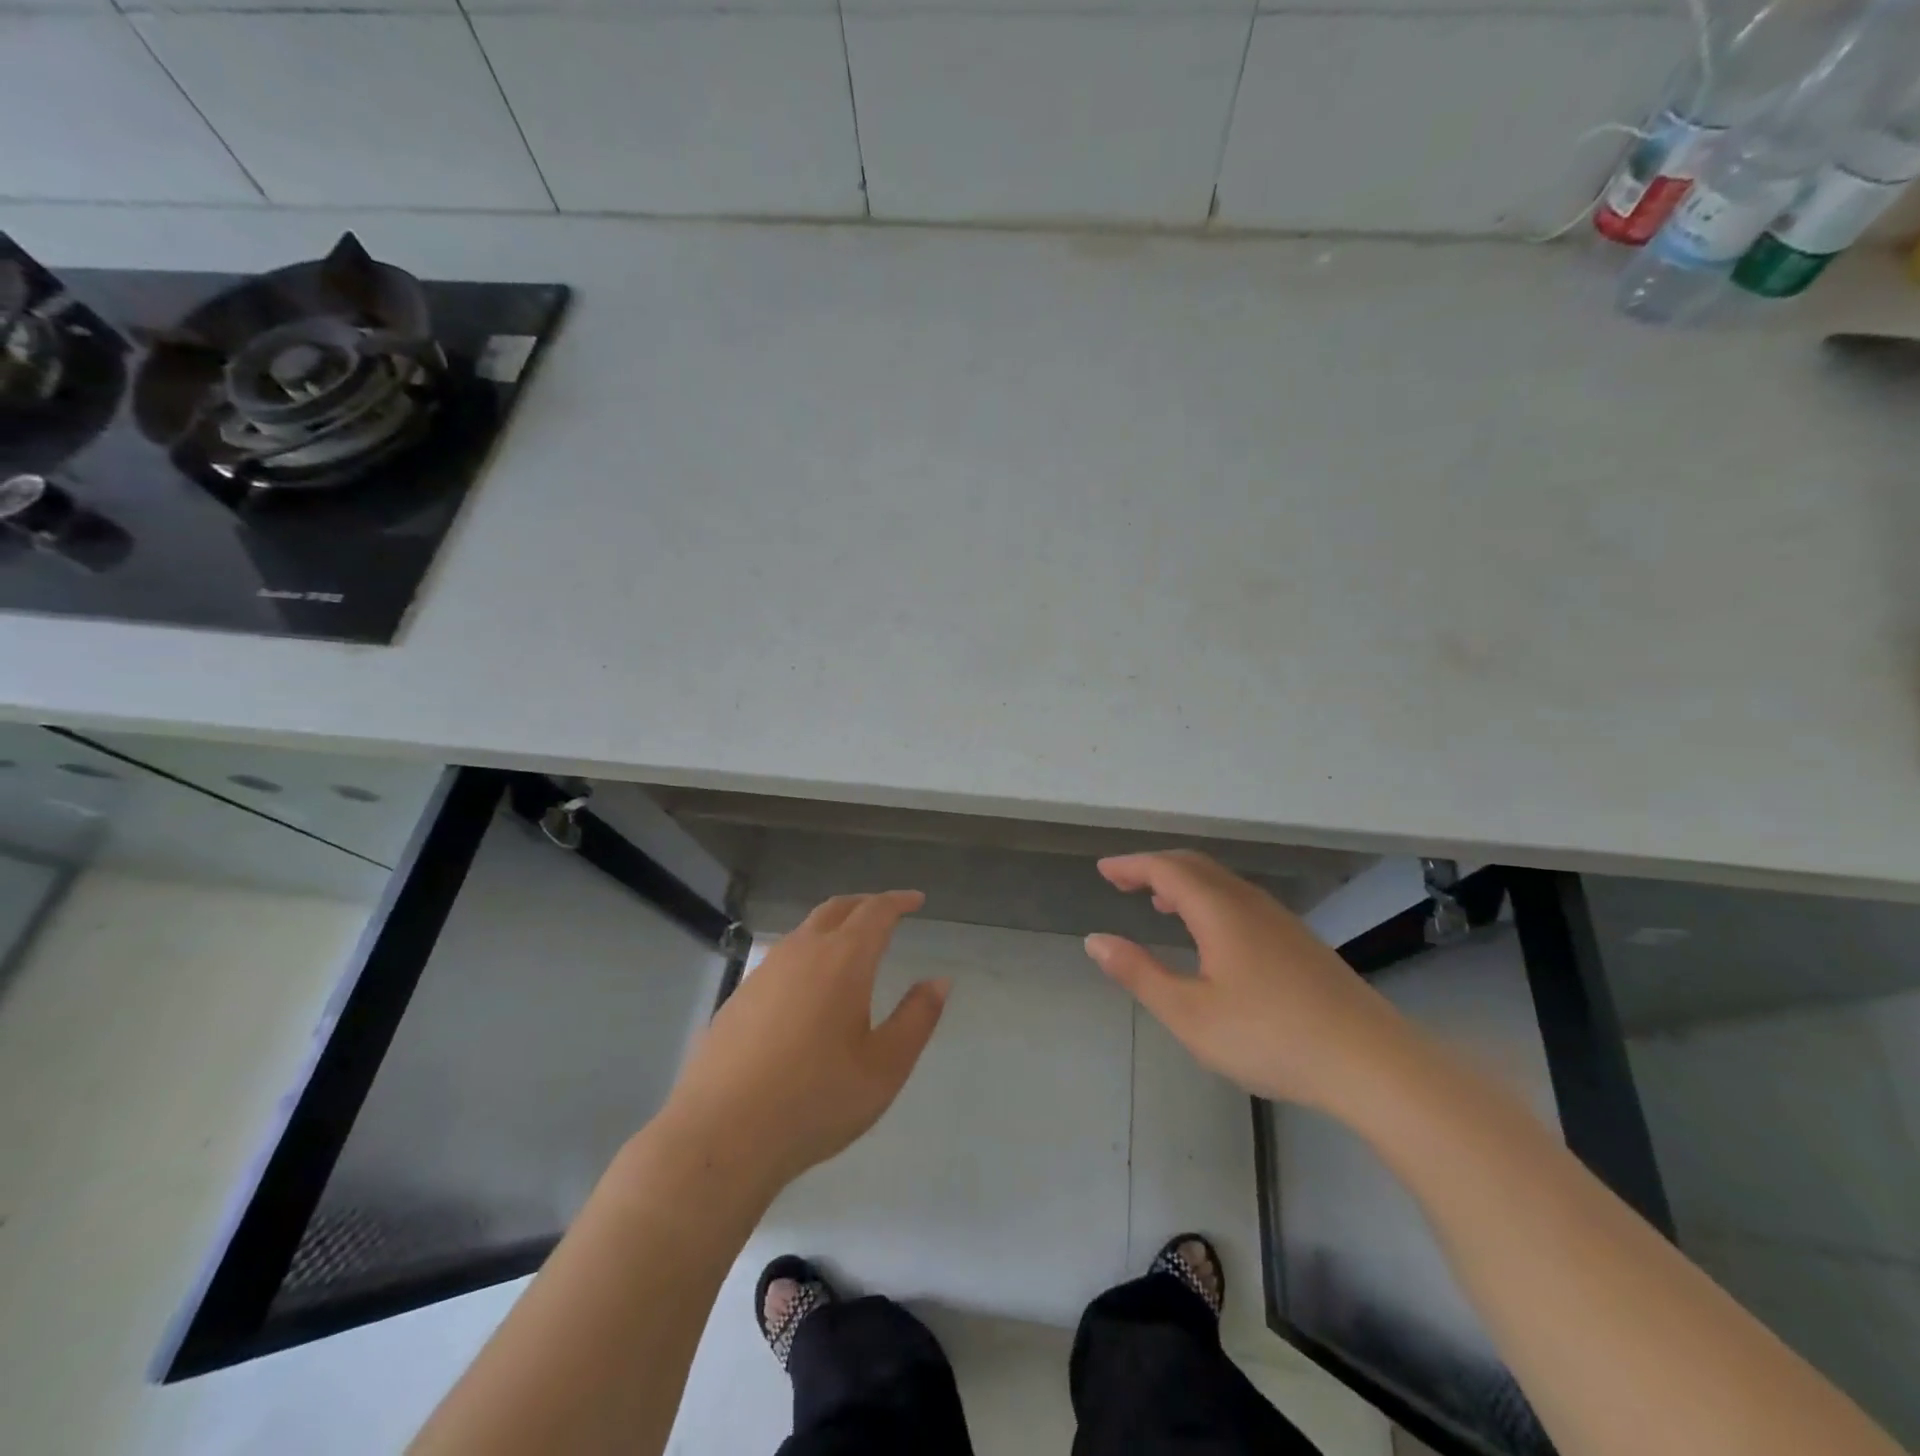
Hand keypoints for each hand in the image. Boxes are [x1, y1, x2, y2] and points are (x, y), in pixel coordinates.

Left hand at [661, 890, 948, 1192]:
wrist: (722, 1135)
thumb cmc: (815, 1100)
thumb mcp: (884, 1067)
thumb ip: (917, 1018)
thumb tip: (939, 981)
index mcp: (843, 960)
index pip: (876, 912)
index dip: (899, 901)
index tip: (916, 900)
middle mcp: (802, 952)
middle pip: (837, 909)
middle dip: (866, 904)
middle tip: (887, 912)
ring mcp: (764, 972)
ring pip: (805, 931)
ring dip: (833, 926)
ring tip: (850, 946)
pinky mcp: (739, 997)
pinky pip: (782, 958)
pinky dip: (806, 953)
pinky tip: (807, 987)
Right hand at [1086, 850, 1412, 1111]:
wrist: (1372, 1062)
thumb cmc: (1270, 1037)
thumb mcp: (1190, 1014)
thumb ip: (1139, 974)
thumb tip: (1096, 940)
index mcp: (1219, 911)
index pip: (1166, 869)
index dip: (1131, 865)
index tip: (1103, 870)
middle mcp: (1249, 903)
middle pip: (1195, 866)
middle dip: (1154, 867)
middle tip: (1123, 880)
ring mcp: (1280, 920)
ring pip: (1221, 882)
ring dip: (1184, 882)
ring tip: (1159, 902)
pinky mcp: (1299, 941)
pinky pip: (1241, 900)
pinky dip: (1209, 899)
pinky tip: (1211, 934)